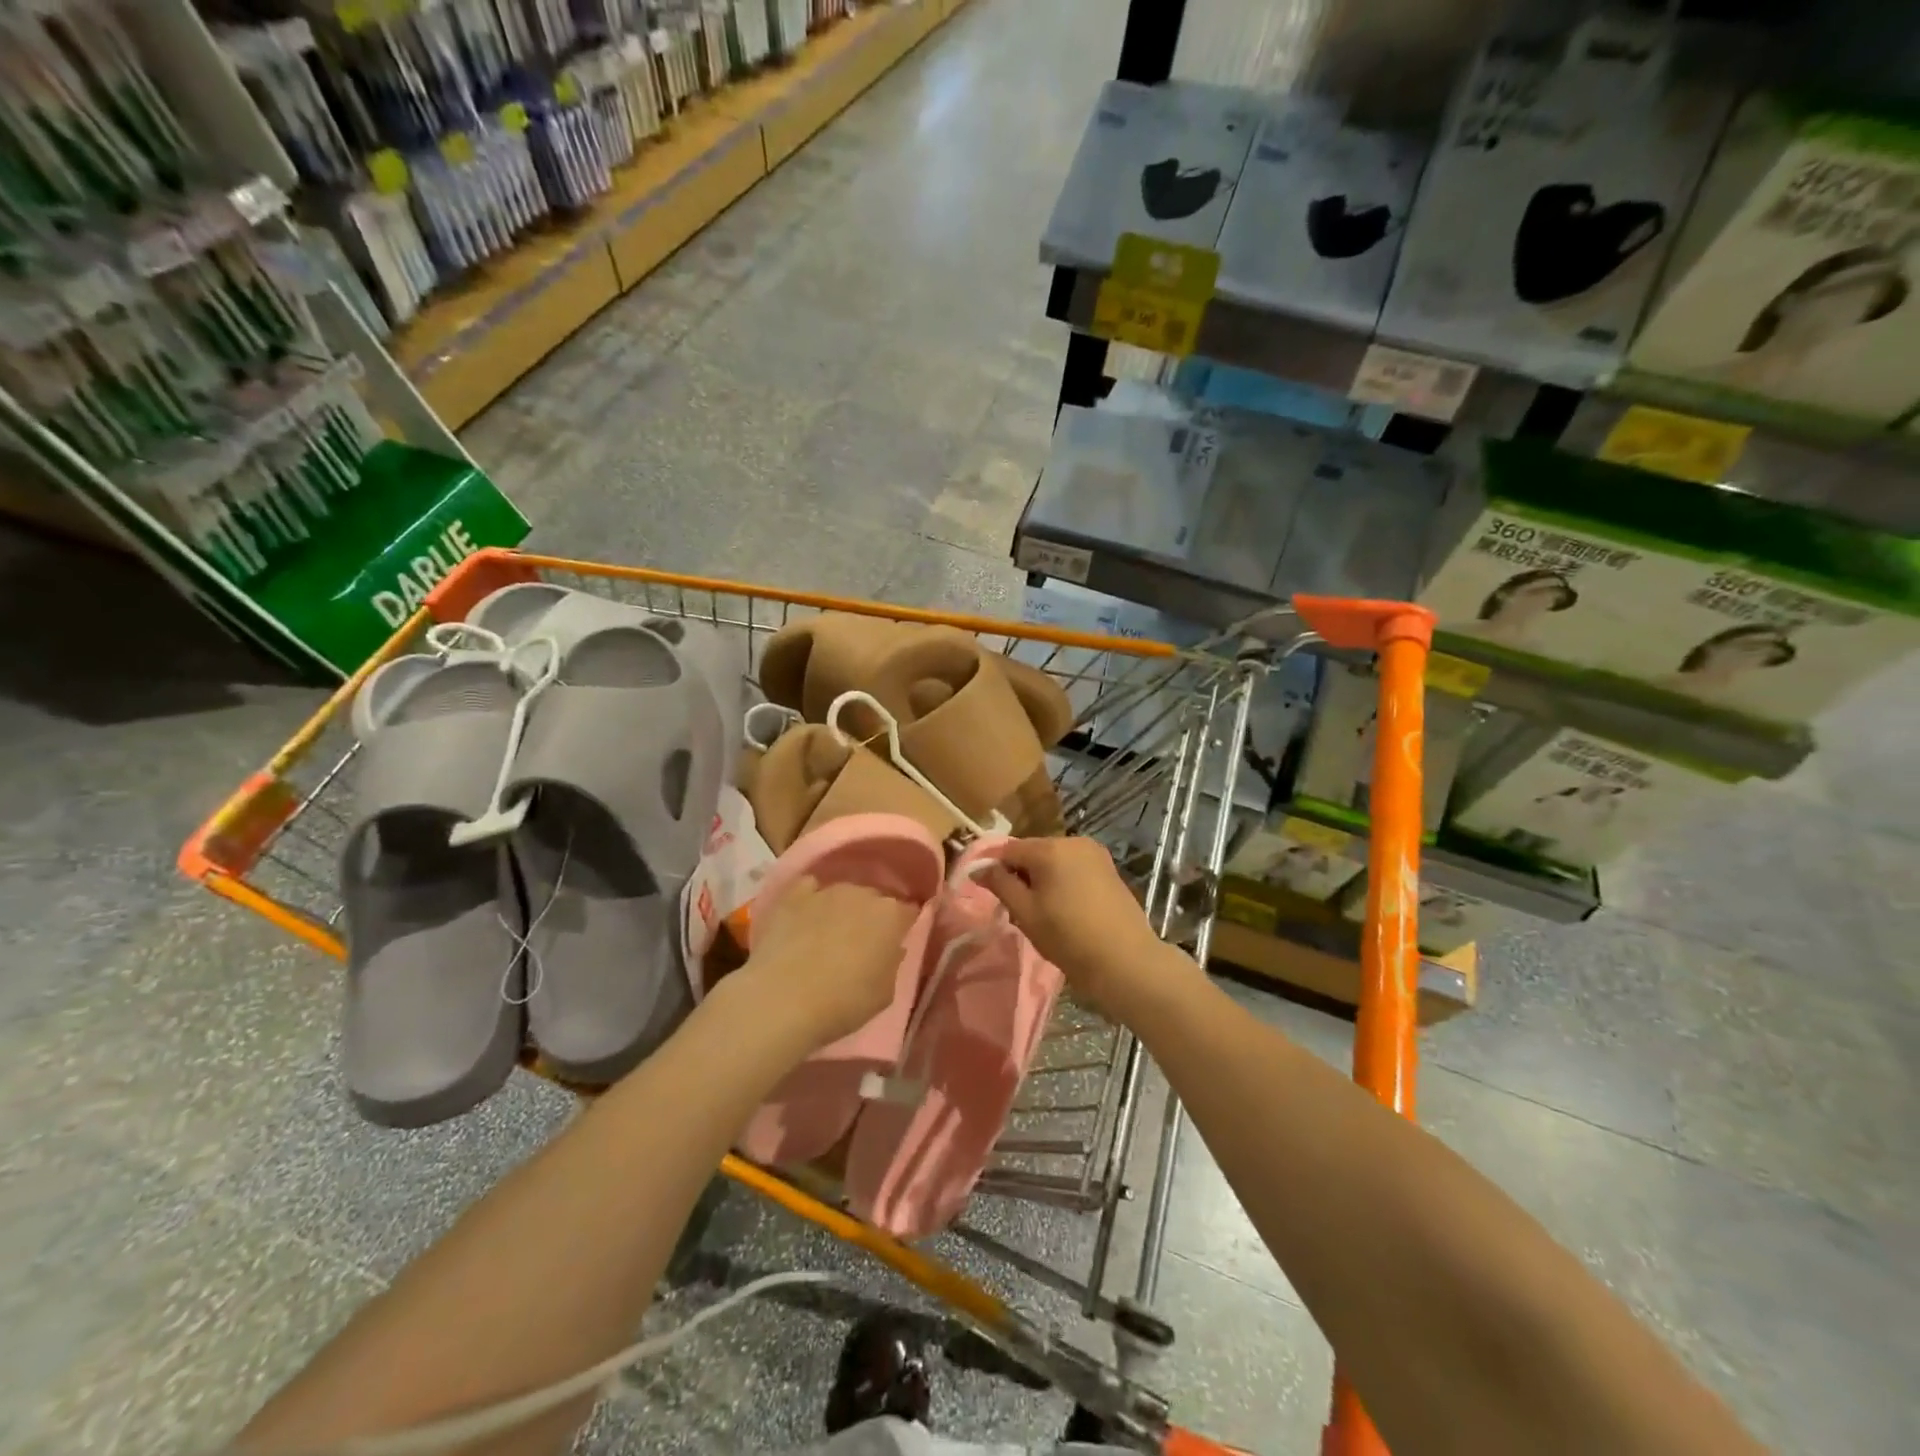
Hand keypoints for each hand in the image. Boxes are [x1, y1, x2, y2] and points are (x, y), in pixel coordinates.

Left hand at [741, 876, 917, 1048]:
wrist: (782, 1000)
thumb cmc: (843, 1003)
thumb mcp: (885, 994)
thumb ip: (892, 963)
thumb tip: (890, 948)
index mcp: (892, 915)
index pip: (909, 911)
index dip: (903, 926)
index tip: (896, 942)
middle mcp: (863, 893)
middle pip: (875, 899)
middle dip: (872, 916)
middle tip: (862, 943)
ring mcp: (826, 890)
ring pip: (844, 893)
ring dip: (842, 909)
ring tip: (829, 934)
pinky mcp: (793, 894)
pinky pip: (809, 889)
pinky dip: (810, 899)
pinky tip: (804, 918)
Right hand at [979, 837, 1186, 1018]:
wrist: (1125, 960)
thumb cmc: (1068, 937)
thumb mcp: (1026, 913)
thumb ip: (1000, 885)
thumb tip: (979, 869)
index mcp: (1049, 848)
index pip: (1008, 849)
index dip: (994, 869)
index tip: (988, 893)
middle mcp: (1073, 841)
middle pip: (1033, 852)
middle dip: (1020, 874)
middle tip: (1017, 909)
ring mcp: (1095, 853)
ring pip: (1054, 860)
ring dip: (1042, 878)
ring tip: (1042, 912)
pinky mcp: (1109, 868)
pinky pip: (1074, 867)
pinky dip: (1063, 881)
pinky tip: (1065, 909)